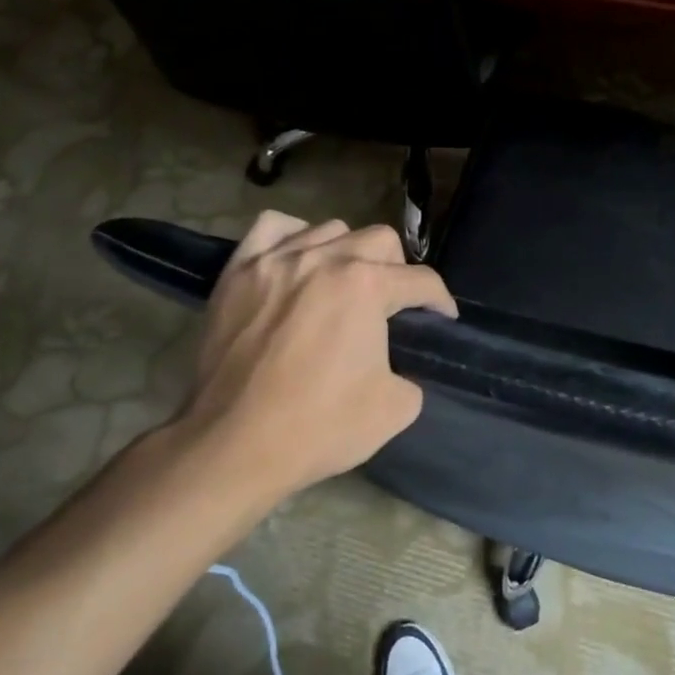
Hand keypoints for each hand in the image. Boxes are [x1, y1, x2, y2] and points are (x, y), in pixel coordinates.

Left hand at [170, 211, 456, 510]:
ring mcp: (277, 259)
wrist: (231, 447)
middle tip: (392, 305)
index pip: (421, 280)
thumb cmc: (317, 428)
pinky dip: (294, 236)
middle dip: (398, 271)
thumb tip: (396, 361)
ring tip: (343, 284)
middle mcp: (325, 259)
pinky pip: (273, 227)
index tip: (443, 319)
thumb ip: (411, 372)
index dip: (440, 301)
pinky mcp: (239, 270)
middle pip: (381, 240)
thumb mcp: (395, 409)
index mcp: (366, 286)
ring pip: (331, 229)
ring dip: (349, 252)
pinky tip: (297, 260)